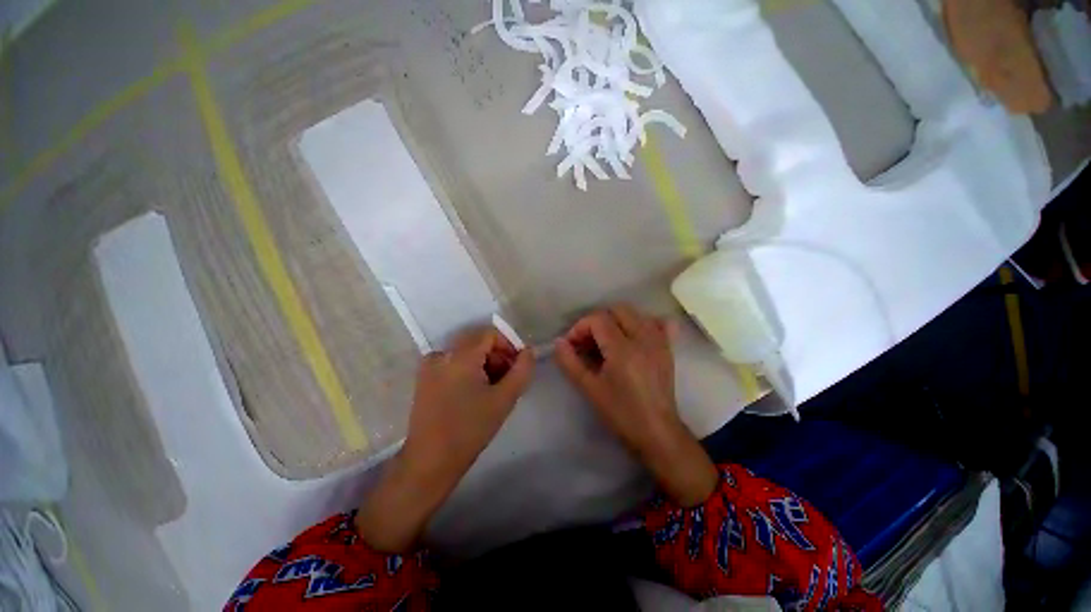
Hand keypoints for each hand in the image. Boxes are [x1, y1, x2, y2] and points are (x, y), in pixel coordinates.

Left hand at [356, 327, 533, 550]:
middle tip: (507, 381)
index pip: (490, 334)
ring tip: (492, 390)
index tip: (517, 367)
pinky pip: (453, 363)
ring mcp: (430, 366)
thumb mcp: (504, 399)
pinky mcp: (425, 378)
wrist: (430, 462)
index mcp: (459, 356)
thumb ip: (522, 370)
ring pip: (466, 353)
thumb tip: (528, 351)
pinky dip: (469, 370)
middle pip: (477, 342)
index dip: (508, 346)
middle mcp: (441, 354)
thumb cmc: (470, 429)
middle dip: (497, 357)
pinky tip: (474, 393)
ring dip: (484, 364)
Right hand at [554, 305, 716, 506]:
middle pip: (617, 310)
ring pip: (635, 313)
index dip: (580, 327)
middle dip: (597, 321)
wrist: (656, 432)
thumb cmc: (620, 413)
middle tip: (587, 342)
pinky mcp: (668, 348)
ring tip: (607, 341)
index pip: (598, 319)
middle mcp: (643, 338)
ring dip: (617, 321)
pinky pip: (659, 323)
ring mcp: (659, 341)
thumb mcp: (590, 389)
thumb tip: (559, 342)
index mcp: (622, 349)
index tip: (572, 345)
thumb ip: (570, 362)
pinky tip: (634, 336)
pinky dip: (644, 323)